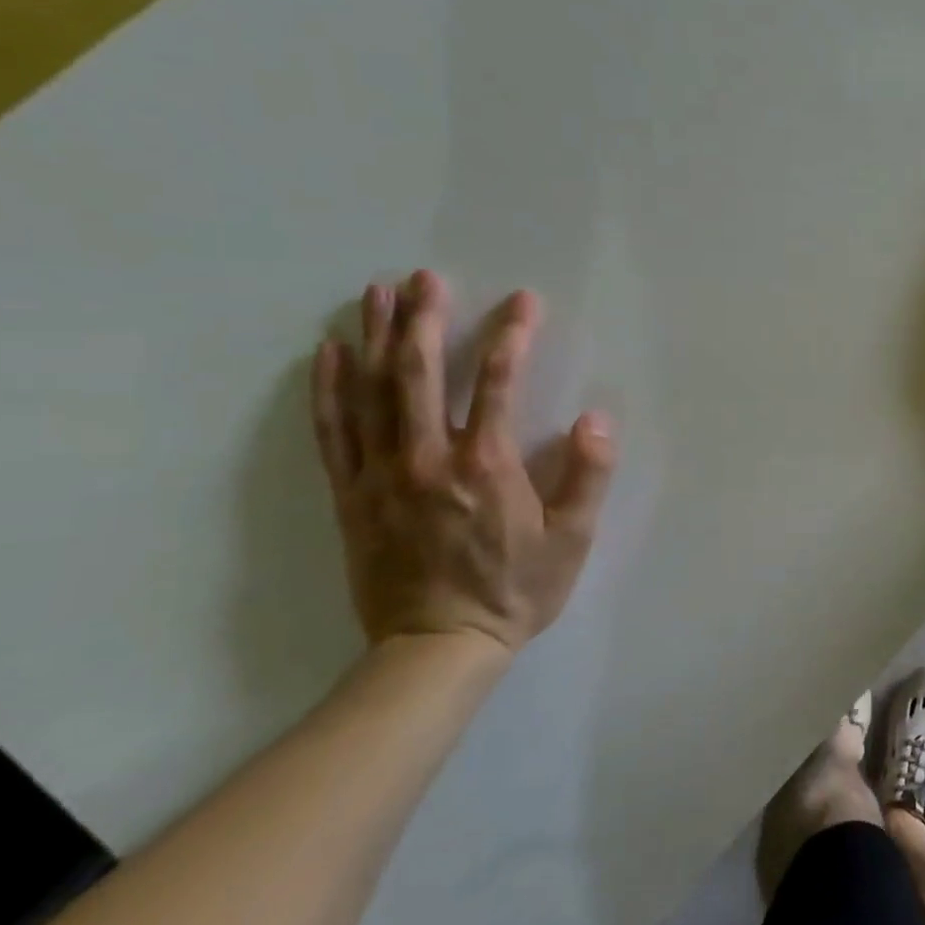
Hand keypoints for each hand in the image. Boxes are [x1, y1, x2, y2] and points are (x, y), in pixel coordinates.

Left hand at [309, 271, 617, 655]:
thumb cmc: (517, 589)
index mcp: (485, 465)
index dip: (511, 335)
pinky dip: (329, 389)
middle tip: (426, 277)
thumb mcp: (572, 538)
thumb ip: (588, 475)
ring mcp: (381, 475)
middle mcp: (427, 458)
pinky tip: (328, 354)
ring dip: (373, 338)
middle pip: (418, 374)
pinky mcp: (352, 495)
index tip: (523, 301)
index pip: (497, 382)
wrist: (438, 647)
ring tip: (375, 294)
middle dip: (423, 319)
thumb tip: (596, 419)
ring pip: (370, 393)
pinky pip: (335, 431)